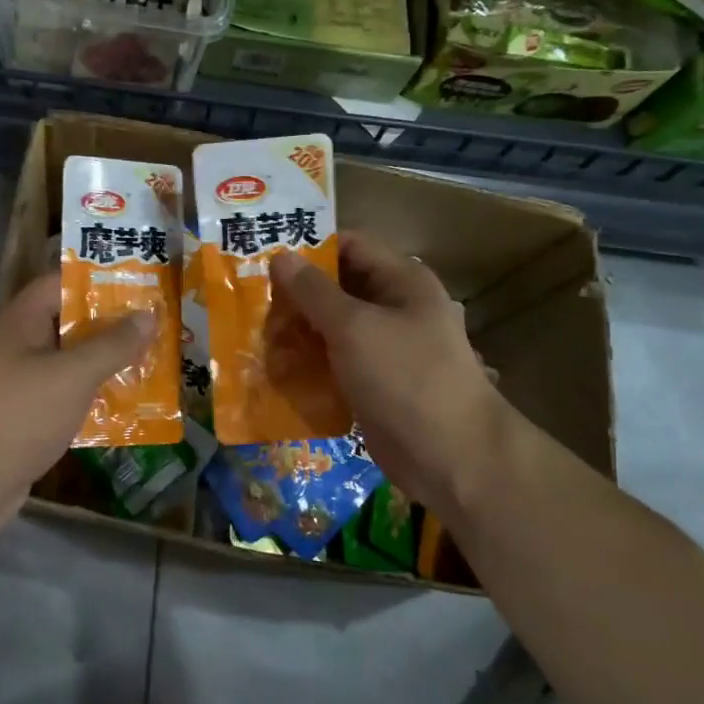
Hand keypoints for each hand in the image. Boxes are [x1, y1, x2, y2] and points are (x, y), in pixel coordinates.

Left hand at [0, 273, 154, 542]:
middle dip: (110, 325)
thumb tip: (148, 314)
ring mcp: (19, 383)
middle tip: (156, 325)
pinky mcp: (25, 417)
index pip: (60, 284)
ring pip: (69, 362)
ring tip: (151, 362)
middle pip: (68, 323)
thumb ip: (112, 344)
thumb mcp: (73, 375)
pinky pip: (65, 396)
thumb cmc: (19, 415)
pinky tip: (126, 405)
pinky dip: (91, 397)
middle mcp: (19, 346)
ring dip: (104, 363)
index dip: (97, 280)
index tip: (138, 284)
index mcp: (22, 322)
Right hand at [269, 233, 502, 510]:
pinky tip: (276, 366)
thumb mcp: (354, 327)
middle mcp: (396, 307)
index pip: (350, 245)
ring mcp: (387, 347)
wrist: (451, 457)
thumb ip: (314, 291)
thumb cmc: (405, 378)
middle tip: (251, 298)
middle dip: (297, 293)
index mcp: (401, 281)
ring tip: (257, 333)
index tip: (265, 256)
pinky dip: (310, 361)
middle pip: (339, 286)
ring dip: (299, 329)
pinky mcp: (376, 381)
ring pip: (334, 326)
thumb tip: (280, 255)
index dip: (310, 246)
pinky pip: (336, 361)